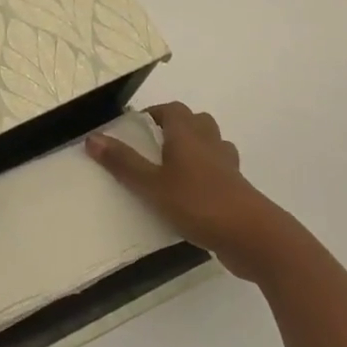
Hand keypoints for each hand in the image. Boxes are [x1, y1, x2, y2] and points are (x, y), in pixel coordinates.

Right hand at [85, 102, 282, 278]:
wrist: (254, 237)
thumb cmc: (199, 203)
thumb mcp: (152, 185)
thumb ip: (123, 163)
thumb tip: (92, 137)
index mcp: (187, 135)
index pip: (173, 109)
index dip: (155, 113)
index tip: (137, 126)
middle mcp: (210, 144)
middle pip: (197, 122)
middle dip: (177, 127)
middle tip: (154, 144)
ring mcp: (228, 168)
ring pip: (212, 145)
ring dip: (195, 149)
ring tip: (173, 167)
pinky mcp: (238, 191)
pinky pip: (220, 172)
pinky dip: (207, 175)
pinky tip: (192, 195)